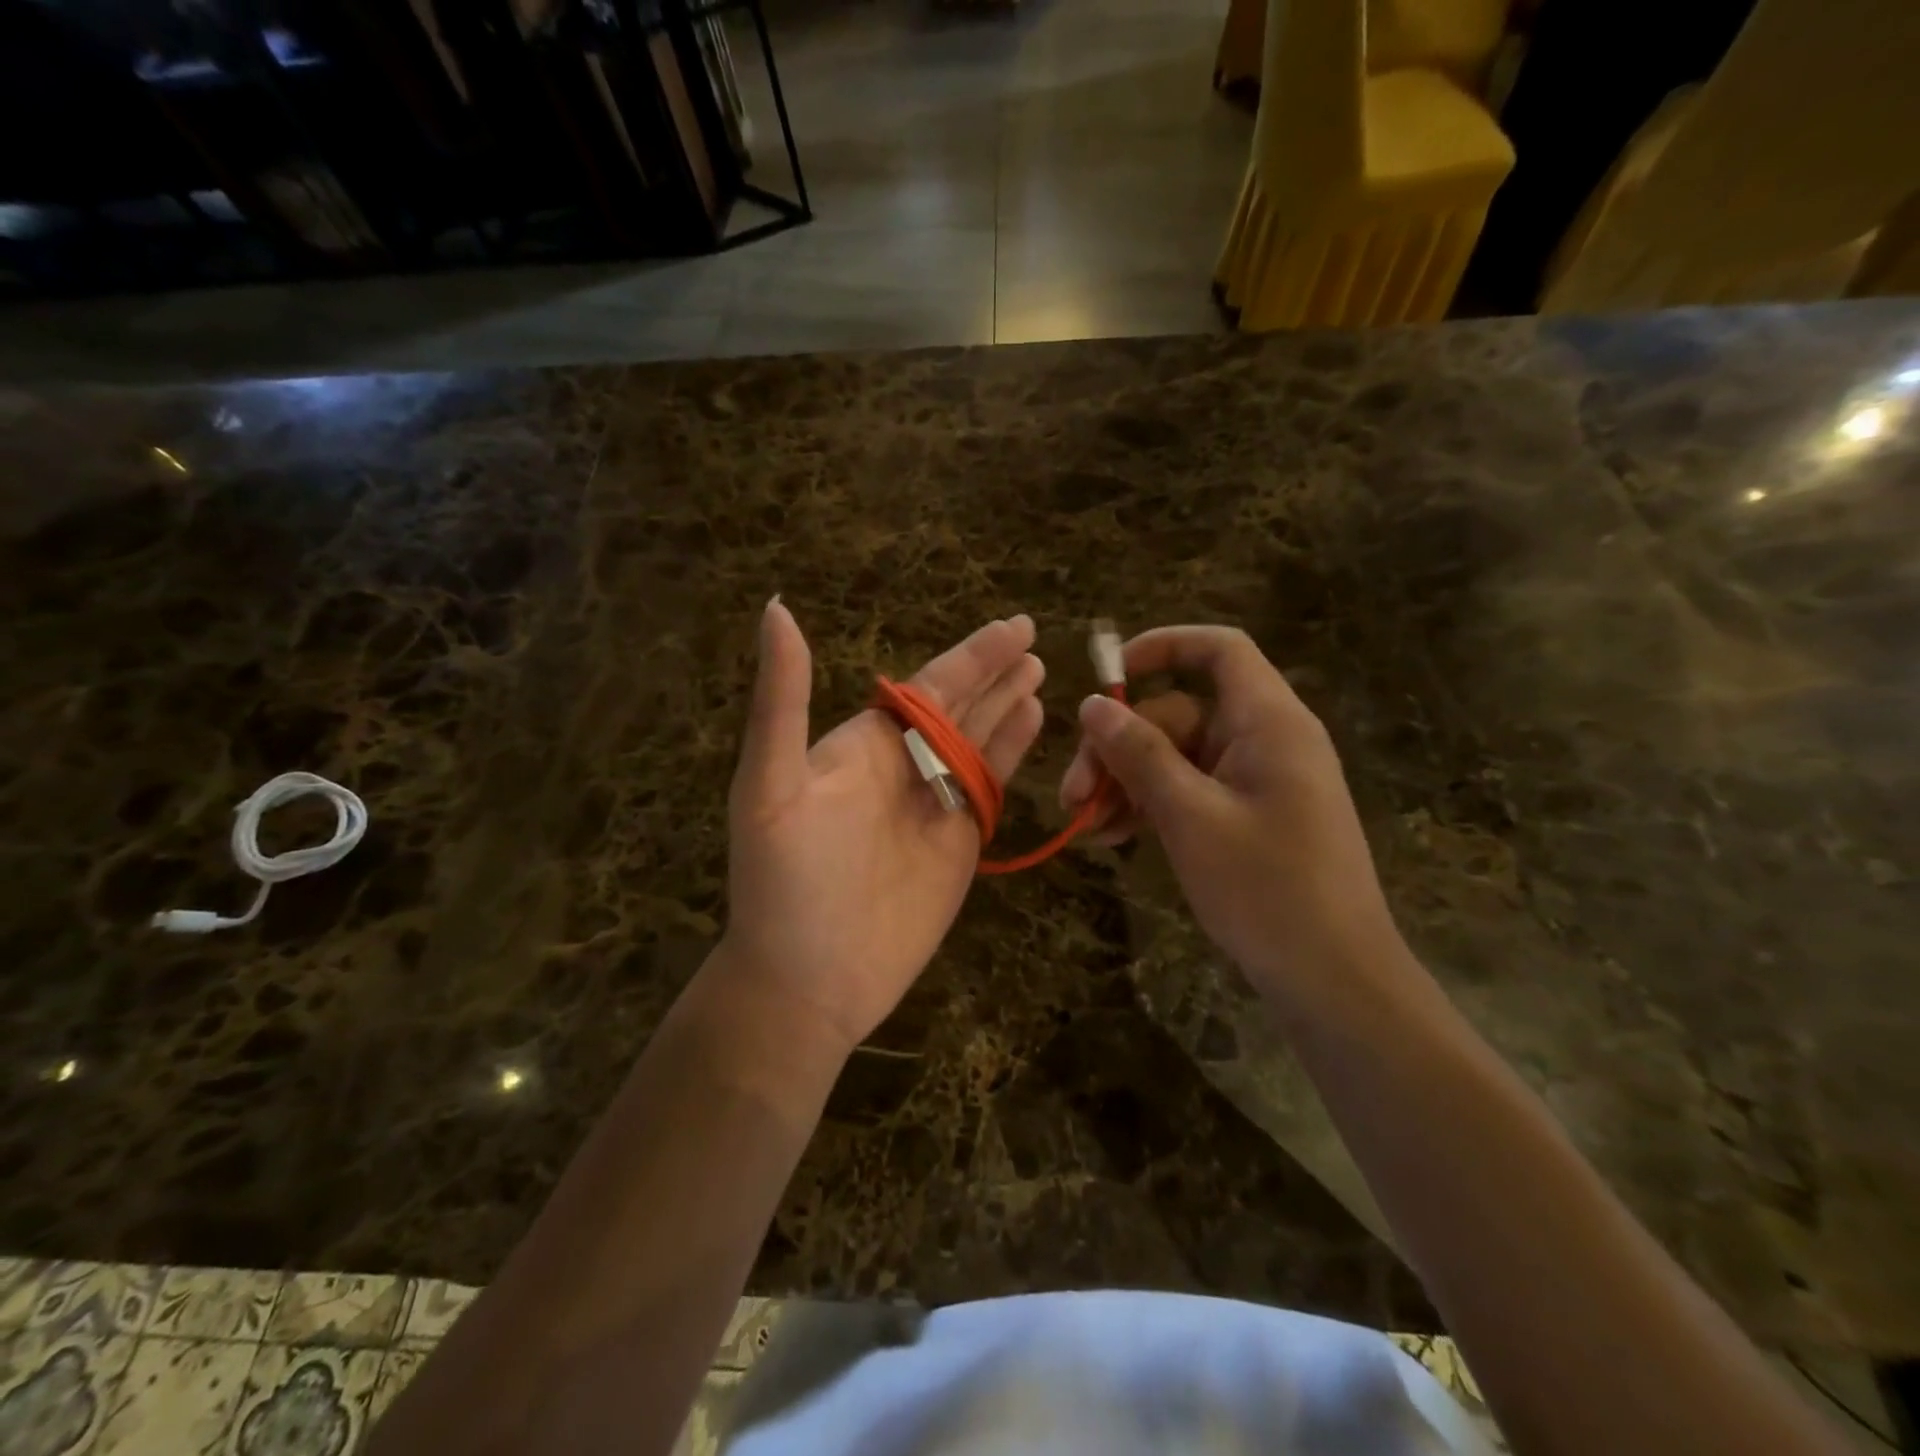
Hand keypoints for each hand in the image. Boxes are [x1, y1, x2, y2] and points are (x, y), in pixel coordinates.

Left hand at [717, 601, 1045, 1054]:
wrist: (807, 980)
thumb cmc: (783, 882)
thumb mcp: (770, 783)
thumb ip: (782, 699)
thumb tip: (775, 607)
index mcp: (864, 745)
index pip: (928, 686)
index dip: (972, 655)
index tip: (1011, 627)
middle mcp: (904, 766)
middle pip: (961, 706)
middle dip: (995, 672)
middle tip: (1032, 635)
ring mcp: (936, 805)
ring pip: (981, 740)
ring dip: (1009, 704)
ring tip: (1040, 671)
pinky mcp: (961, 843)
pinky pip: (992, 785)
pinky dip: (1014, 752)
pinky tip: (1034, 722)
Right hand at [1058, 626, 1403, 1004]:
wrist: (1333, 980)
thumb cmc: (1267, 889)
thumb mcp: (1190, 817)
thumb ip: (1139, 754)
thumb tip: (1093, 703)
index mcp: (1268, 722)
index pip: (1219, 650)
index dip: (1162, 648)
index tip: (1109, 678)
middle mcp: (1262, 741)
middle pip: (1177, 713)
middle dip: (1118, 748)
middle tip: (1073, 795)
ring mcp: (1253, 781)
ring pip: (1174, 758)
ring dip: (1125, 783)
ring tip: (1085, 827)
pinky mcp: (1244, 816)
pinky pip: (1187, 791)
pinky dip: (1149, 807)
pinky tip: (1111, 837)